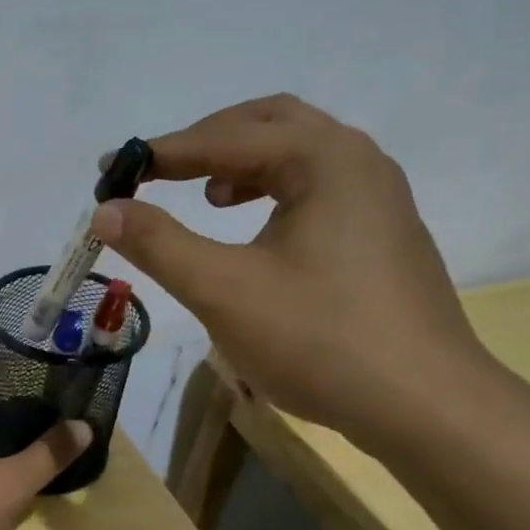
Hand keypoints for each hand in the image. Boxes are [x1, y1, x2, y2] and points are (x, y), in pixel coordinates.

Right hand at [91, 93, 486, 443]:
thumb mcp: (224, 291)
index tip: (111, 171)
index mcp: (324, 159)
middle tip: (159, 173)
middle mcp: (358, 162)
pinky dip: (273, 193)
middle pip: (270, 124)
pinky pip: (318, 189)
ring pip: (299, 156)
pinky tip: (255, 235)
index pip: (225, 138)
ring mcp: (379, 199)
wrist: (424, 405)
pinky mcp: (383, 236)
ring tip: (207, 199)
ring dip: (243, 165)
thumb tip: (105, 211)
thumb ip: (159, 244)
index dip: (161, 153)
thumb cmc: (319, 340)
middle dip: (207, 144)